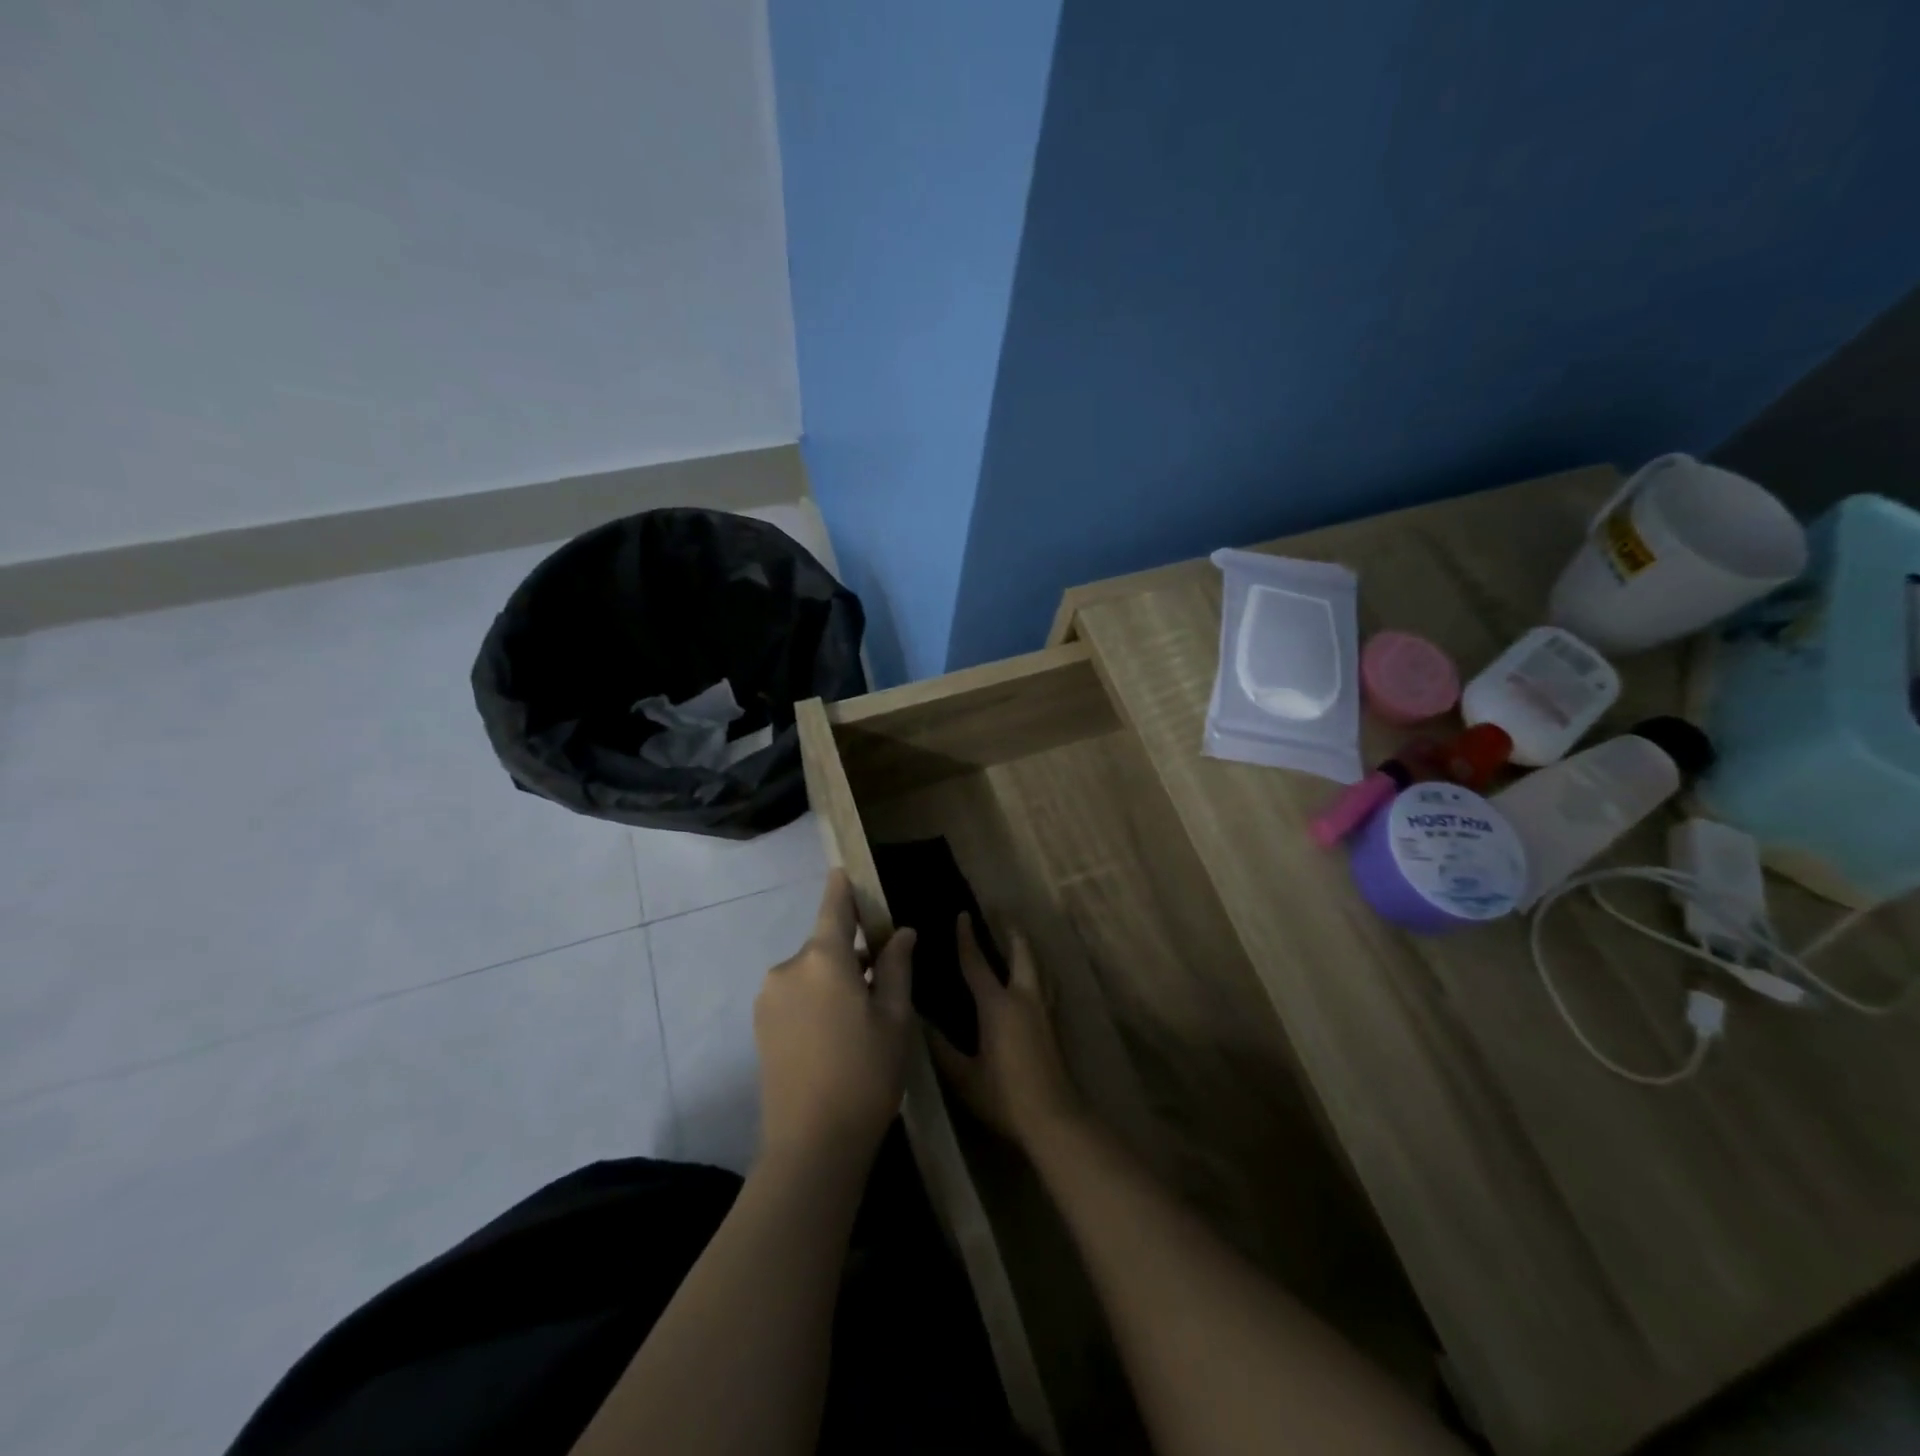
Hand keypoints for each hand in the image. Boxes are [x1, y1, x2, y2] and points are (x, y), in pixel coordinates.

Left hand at [754, 871, 915, 1165]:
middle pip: (824, 945)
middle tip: (883, 979)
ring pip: (810, 973)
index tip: (843, 870)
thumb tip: (901, 933)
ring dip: (833, 980)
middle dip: (851, 952)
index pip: (834, 908)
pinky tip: (836, 1034)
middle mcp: (788, 969)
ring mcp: (769, 998)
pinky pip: (794, 995)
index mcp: (823, 959)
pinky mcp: (760, 1026)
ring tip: (862, 1017)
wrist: (811, 1146)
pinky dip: (816, 999)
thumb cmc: (866, 1074)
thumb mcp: (895, 1018)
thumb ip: (897, 967)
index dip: (842, 888)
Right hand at [928, 915, 1078, 1148]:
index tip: (962, 915)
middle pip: (1021, 953)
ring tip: (1020, 941)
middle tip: (1002, 915)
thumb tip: (919, 1022)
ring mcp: (1044, 1010)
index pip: (977, 963)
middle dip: (1011, 932)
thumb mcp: (963, 1076)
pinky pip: (1048, 985)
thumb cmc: (1004, 1097)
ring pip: (1040, 967)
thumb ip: (940, 1048)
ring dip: (1028, 950)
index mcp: (997, 1006)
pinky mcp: (1055, 1025)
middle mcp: (1024, 998)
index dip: (967, 938)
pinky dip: (1039, 971)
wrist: (1054, 1118)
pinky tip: (1036, 981)